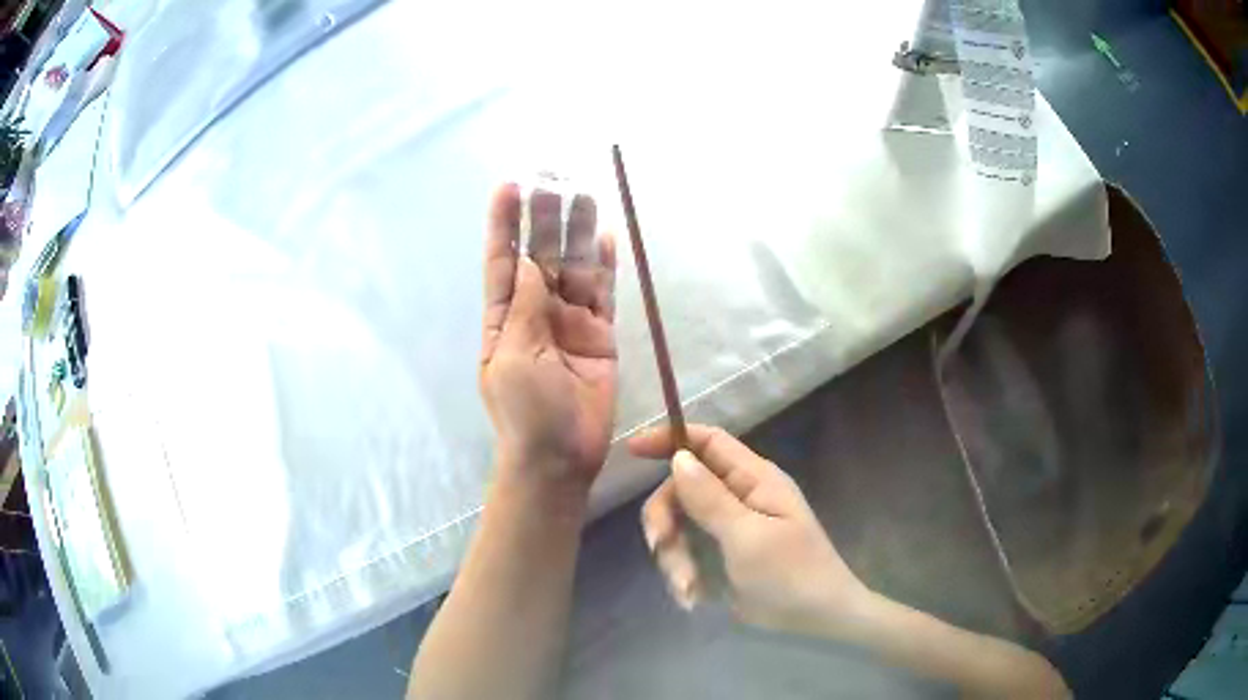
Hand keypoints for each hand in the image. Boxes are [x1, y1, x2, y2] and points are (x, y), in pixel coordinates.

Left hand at [481, 184, 617, 489]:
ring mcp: (570, 321)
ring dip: (577, 232)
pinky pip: (603, 293)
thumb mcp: (514, 356)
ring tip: (584, 194)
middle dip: (544, 219)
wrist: (560, 456)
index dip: (504, 223)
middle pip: (541, 255)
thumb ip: (526, 307)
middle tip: (555, 180)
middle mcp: (536, 312)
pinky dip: (605, 265)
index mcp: (504, 318)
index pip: (502, 260)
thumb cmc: (525, 411)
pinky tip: (606, 236)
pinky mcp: (600, 334)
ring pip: (574, 268)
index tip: (509, 186)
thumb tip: (530, 261)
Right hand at [629, 424, 869, 635]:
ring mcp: (730, 527)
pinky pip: (688, 553)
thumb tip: (678, 457)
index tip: (632, 450)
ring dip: (674, 557)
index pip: (709, 441)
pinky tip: (692, 597)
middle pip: (684, 488)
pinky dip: (683, 573)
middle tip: (659, 546)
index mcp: (754, 480)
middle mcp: (740, 496)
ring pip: (681, 525)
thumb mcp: (748, 537)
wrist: (818, 619)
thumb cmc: (791, 574)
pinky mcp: (723, 555)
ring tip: (687, 590)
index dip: (671, 438)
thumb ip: (710, 498)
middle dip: (666, 518)